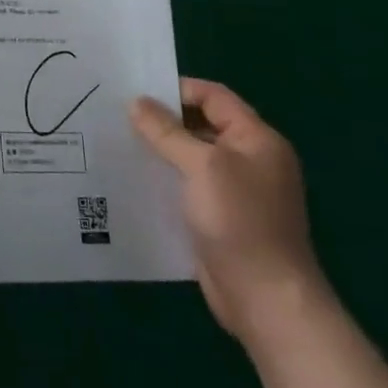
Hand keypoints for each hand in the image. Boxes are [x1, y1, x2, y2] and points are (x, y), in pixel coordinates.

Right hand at [131, 77, 330, 348]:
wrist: (266, 298)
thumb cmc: (239, 221)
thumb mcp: (201, 166)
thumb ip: (167, 132)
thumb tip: (137, 102)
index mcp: (258, 139)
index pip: (215, 96)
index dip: (178, 89)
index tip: (137, 92)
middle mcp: (251, 160)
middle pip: (203, 124)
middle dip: (165, 120)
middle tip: (121, 116)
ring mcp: (238, 191)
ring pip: (194, 157)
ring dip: (162, 150)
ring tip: (121, 143)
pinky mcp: (223, 218)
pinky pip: (190, 185)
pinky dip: (167, 178)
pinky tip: (137, 179)